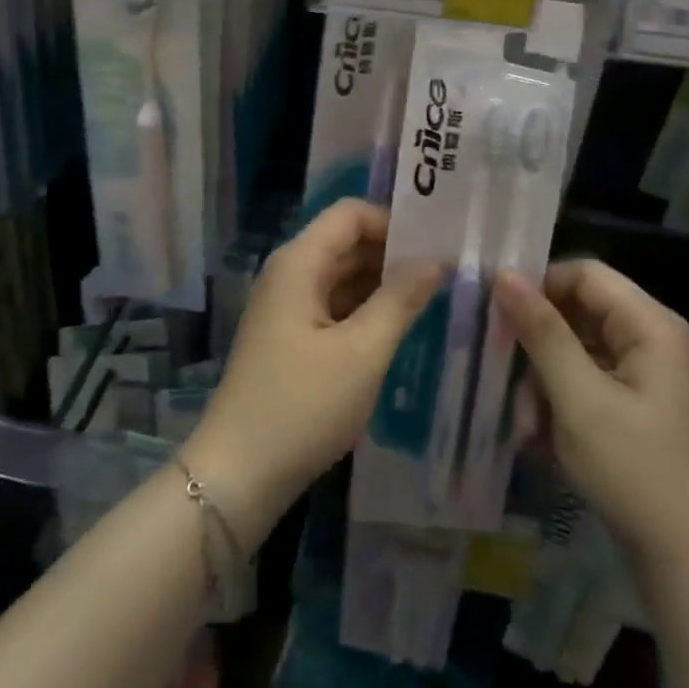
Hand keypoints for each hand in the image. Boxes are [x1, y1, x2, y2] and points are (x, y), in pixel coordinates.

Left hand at [183, 201, 442, 544]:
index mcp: (299, 262)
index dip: (393, 222)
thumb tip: (435, 260)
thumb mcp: (362, 353)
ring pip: (342, 275)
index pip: (350, 214)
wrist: (239, 473)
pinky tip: (400, 326)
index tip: (438, 244)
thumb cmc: (302, 406)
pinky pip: (333, 305)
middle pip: (346, 242)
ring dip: (382, 282)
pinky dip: (365, 309)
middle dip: (394, 252)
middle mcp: (289, 273)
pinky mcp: (290, 336)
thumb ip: (400, 300)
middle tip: (449, 271)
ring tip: (435, 296)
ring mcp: (287, 305)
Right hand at [494, 260, 688, 574]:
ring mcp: (646, 374)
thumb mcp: (579, 399)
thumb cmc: (636, 472)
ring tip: (525, 421)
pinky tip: (540, 435)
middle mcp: (652, 339)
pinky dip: (560, 398)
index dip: (538, 284)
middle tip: (502, 370)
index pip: (583, 273)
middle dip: (537, 341)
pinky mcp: (636, 404)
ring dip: (543, 377)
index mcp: (650, 325)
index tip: (496, 312)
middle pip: (578, 310)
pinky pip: (587, 378)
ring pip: (576, 347)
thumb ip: (541, 332)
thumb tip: (504, 274)